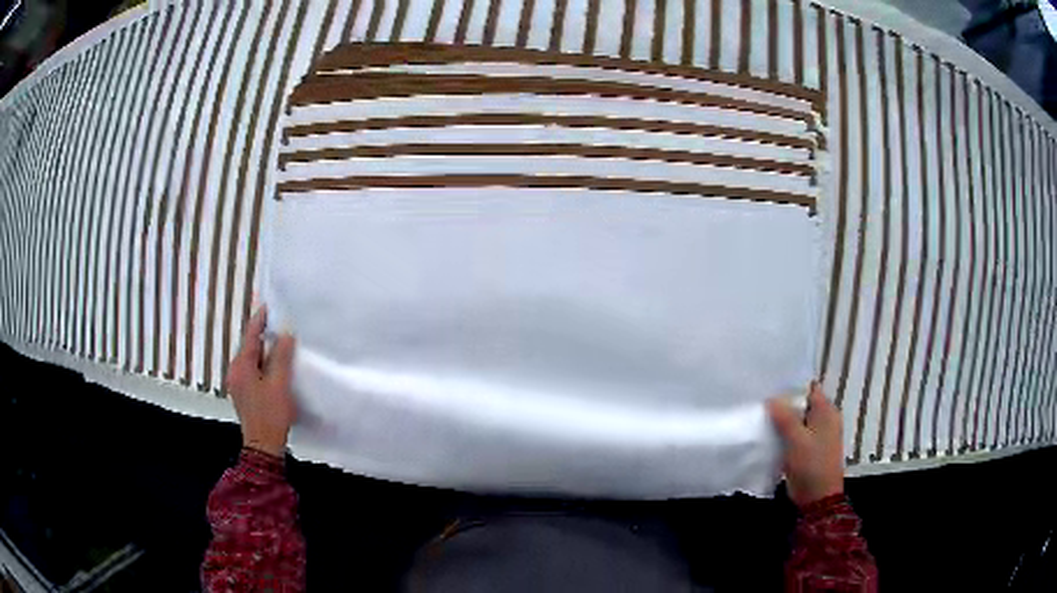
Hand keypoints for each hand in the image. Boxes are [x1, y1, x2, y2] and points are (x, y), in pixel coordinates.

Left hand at [225, 305, 296, 457]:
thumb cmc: (271, 413)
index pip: (250, 336)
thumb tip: (285, 332)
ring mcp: (236, 383)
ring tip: (278, 344)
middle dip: (262, 335)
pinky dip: (261, 364)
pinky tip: (272, 367)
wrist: (263, 445)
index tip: (267, 305)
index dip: (259, 320)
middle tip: (277, 324)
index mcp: (241, 366)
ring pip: (250, 360)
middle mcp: (234, 371)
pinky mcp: (242, 393)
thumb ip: (281, 356)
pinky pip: (250, 371)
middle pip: (248, 347)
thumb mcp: (280, 383)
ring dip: (262, 351)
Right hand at [767, 382, 843, 507]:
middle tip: (761, 399)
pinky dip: (783, 433)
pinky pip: (794, 434)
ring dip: (781, 420)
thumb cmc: (812, 465)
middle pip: (802, 404)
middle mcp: (824, 419)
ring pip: (797, 420)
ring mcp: (816, 435)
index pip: (809, 389)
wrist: (817, 498)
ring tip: (760, 414)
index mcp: (827, 412)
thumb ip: (785, 418)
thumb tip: (771, 398)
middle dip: (784, 403)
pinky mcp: (807, 449)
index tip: (770, 384)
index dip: (791, 385)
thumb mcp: (797, 440)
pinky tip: (767, 433)